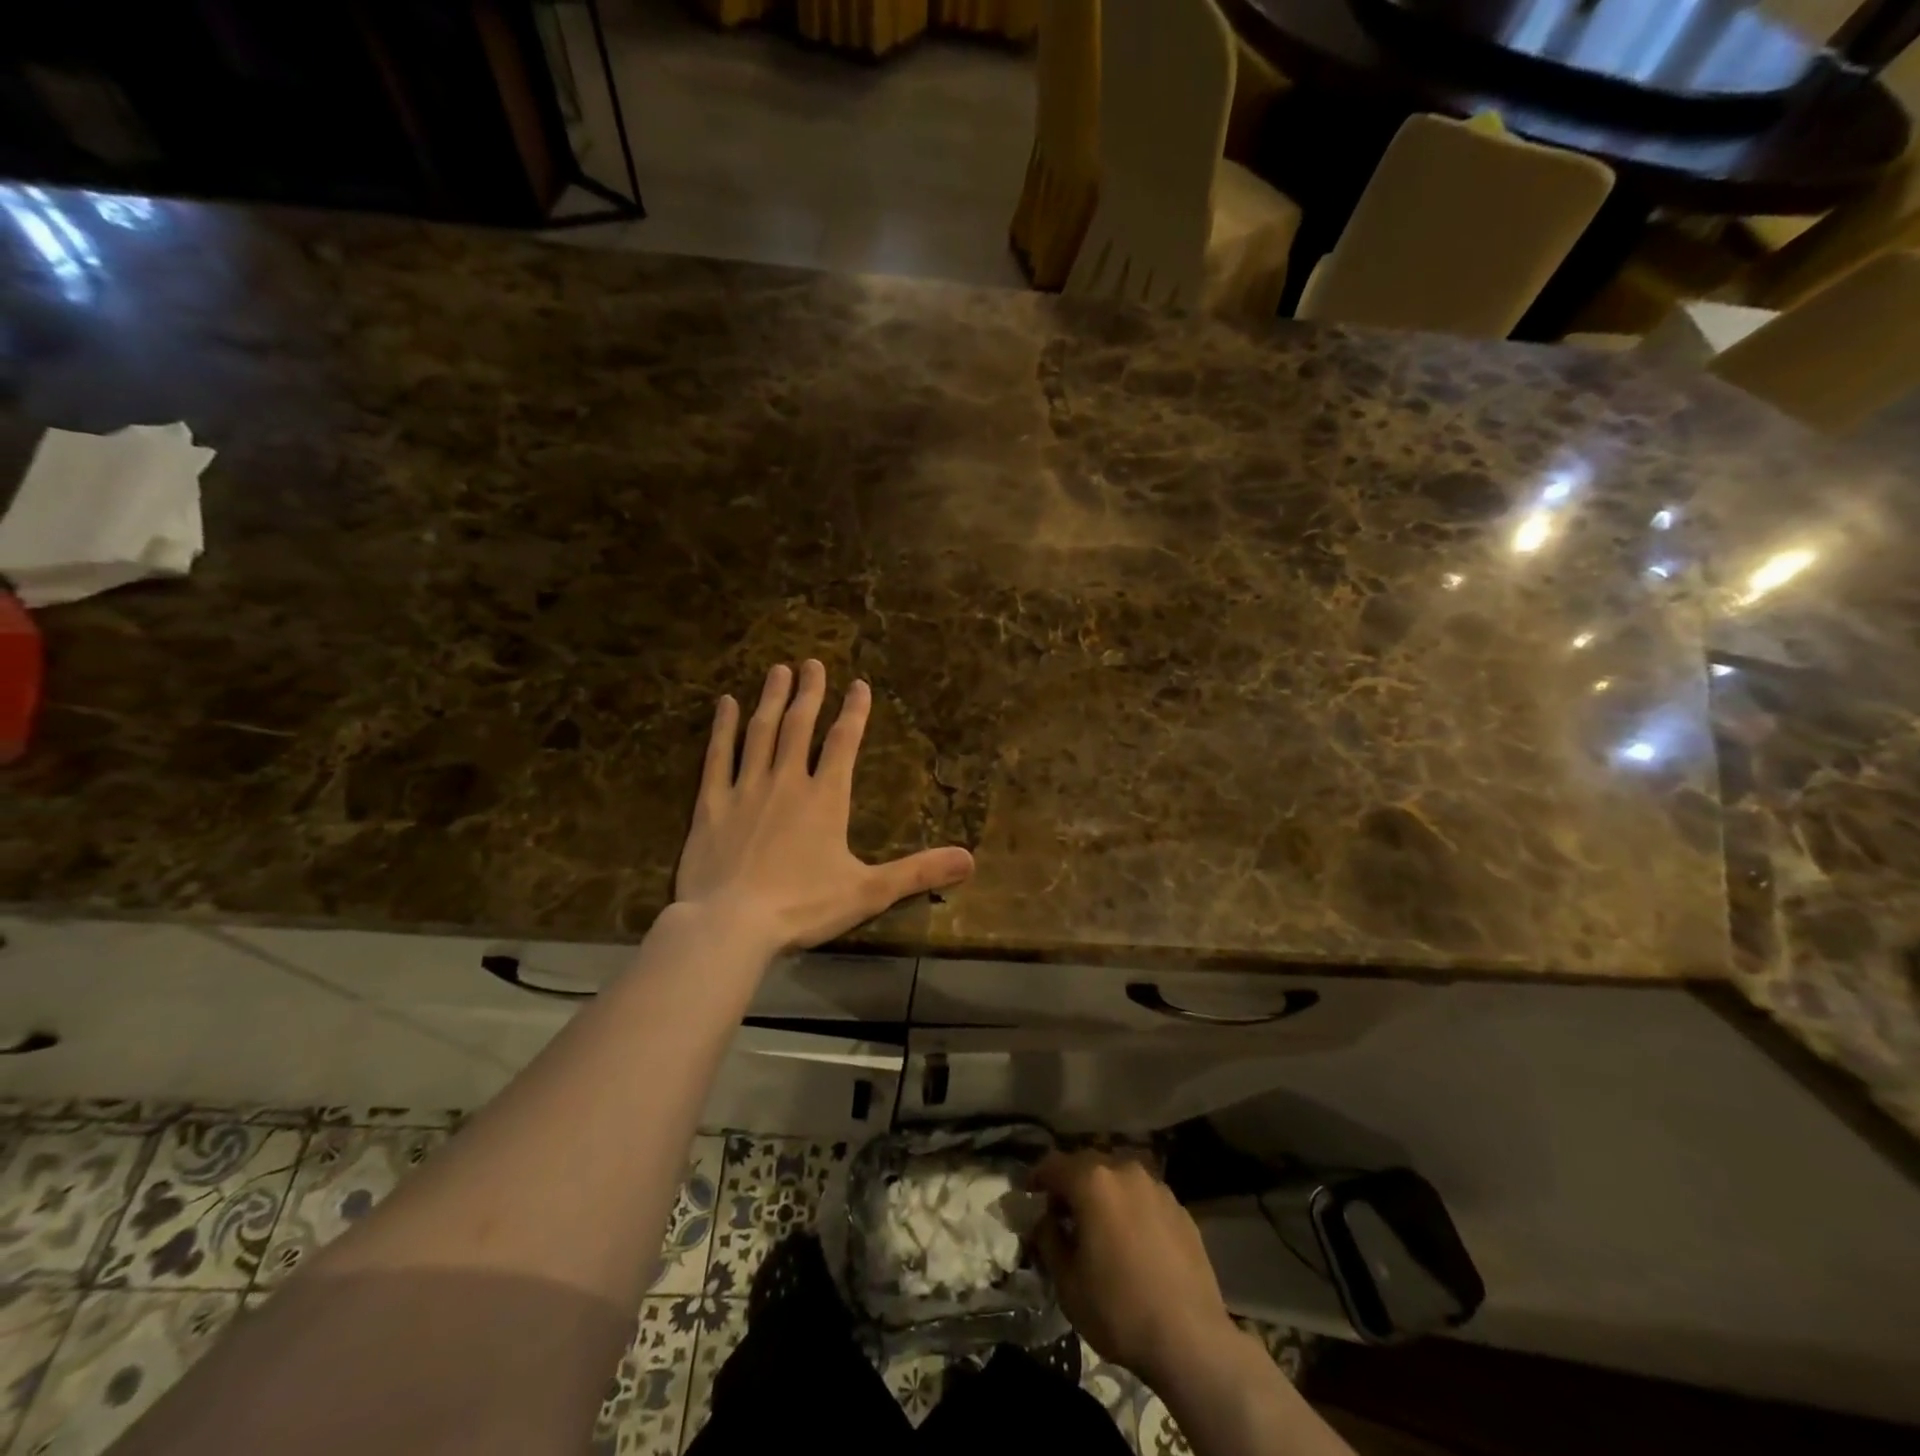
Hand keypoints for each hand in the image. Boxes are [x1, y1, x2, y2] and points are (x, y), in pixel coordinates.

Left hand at [674, 660, 974, 954]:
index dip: (854, 711)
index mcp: (825, 798)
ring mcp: (746, 789)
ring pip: (761, 732)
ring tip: (778, 670)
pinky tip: (725, 703)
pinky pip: (718, 756)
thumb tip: (970, 860)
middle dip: (810, 692)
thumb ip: (918, 872)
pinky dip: (722, 728)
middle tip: (812, 662)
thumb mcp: (869, 892)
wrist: (731, 924)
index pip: (843, 743)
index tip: (859, 684)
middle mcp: (787, 782)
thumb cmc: (803, 906)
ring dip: (772, 699)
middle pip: (800, 726)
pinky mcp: (711, 804)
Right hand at [1029, 1151, 1237, 1387]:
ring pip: (1118, 1176)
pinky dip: (1130, 1206)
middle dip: (1070, 1182)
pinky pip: (1143, 1195)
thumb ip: (1048, 1240)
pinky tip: (1132, 1237)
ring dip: (1102, 1191)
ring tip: (1099, 1223)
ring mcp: (1156, 1186)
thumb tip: (1045, 1220)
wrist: (1191, 1340)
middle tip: (1062, 1212)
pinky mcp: (1180, 1207)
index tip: (1029, 1195)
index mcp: (1092, 1181)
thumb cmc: (1119, 1310)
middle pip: (1087, 1163)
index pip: (1053, 1164)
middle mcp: (1124, 1170)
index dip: (1037, 1177)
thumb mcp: (1067, 1283)